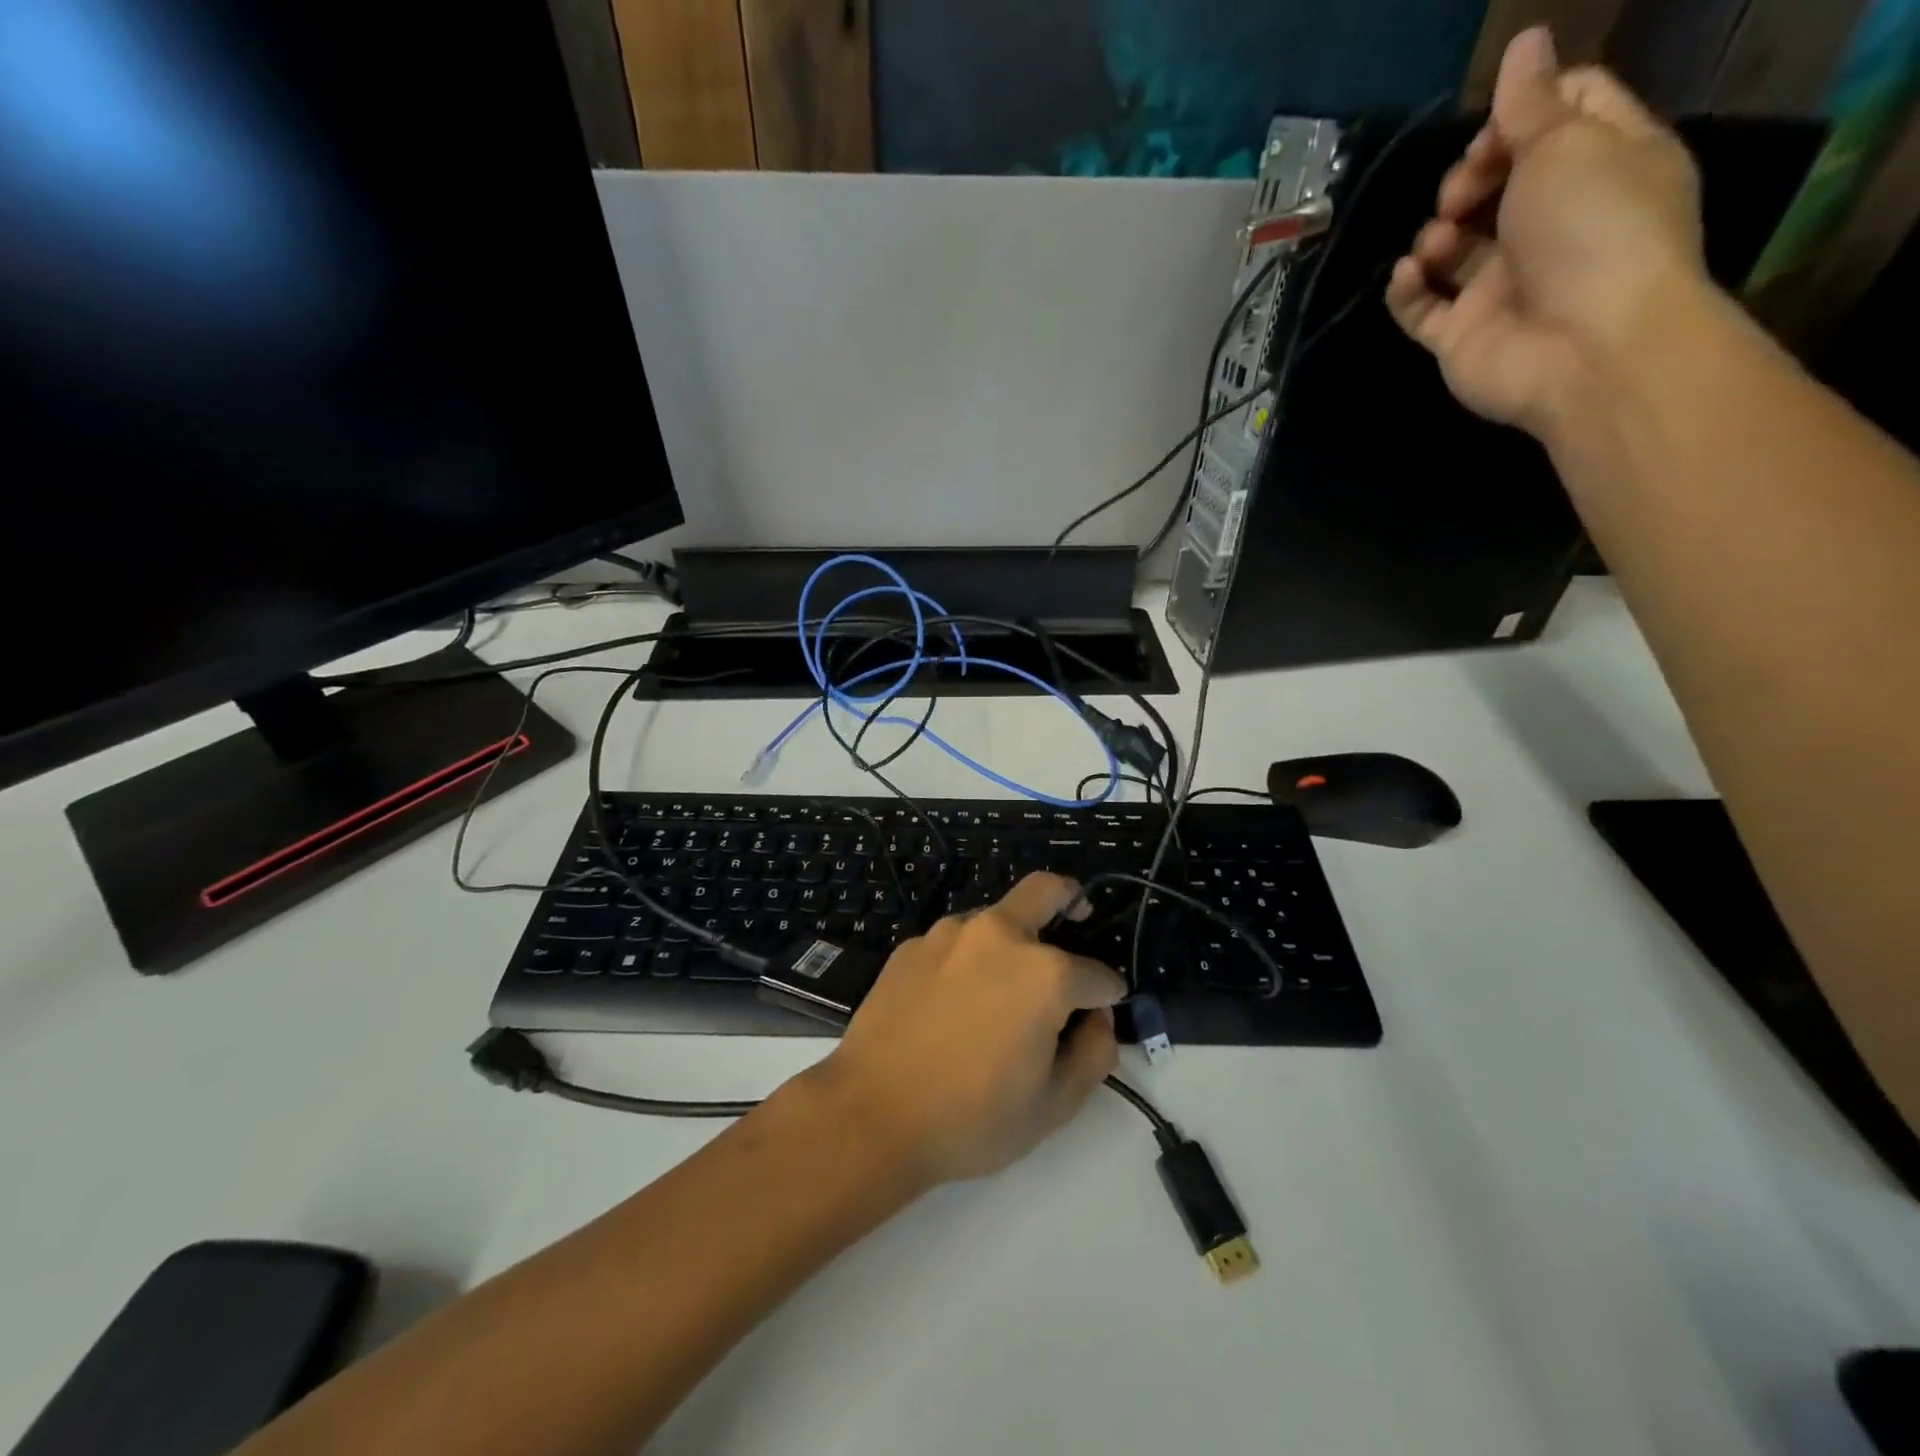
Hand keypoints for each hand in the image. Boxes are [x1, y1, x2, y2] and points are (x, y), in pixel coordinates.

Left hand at [802, 872, 1124, 1187]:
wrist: (871, 1115)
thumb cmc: (972, 1118)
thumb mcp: (1054, 1105)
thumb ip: (1094, 1054)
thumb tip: (1097, 1018)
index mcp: (1043, 973)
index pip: (1097, 975)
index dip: (1108, 996)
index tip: (1103, 1011)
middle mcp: (998, 935)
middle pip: (1046, 890)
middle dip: (1071, 900)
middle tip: (1078, 919)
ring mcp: (948, 935)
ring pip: (995, 918)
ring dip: (1013, 939)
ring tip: (1003, 989)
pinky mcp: (912, 946)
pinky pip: (955, 943)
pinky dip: (970, 960)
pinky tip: (955, 1002)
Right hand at [1386, 27, 1707, 436]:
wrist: (1583, 347)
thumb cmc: (1592, 231)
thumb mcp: (1568, 144)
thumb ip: (1532, 101)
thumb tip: (1524, 40)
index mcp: (1600, 166)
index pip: (1560, 115)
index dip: (1521, 112)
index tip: (1494, 130)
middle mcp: (1551, 225)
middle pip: (1497, 182)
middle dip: (1468, 177)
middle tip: (1461, 192)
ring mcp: (1502, 285)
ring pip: (1454, 247)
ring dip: (1436, 234)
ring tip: (1437, 243)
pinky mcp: (1462, 335)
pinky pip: (1421, 307)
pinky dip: (1406, 290)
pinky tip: (1405, 276)